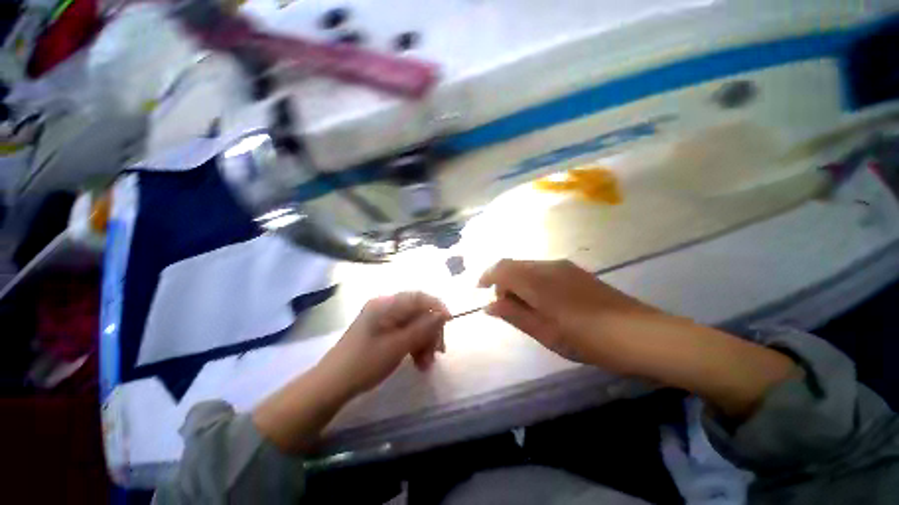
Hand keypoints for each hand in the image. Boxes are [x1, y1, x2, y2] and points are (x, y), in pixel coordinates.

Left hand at [254, 292, 448, 452]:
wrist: (335, 381)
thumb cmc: (366, 362)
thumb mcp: (398, 346)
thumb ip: (422, 329)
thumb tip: (443, 313)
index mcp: (385, 305)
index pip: (419, 297)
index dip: (438, 308)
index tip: (450, 327)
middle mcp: (383, 308)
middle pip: (418, 312)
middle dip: (430, 332)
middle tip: (437, 355)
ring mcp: (380, 322)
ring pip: (412, 326)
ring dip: (423, 343)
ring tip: (425, 366)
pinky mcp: (378, 335)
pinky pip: (403, 335)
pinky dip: (413, 347)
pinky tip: (417, 364)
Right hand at [478, 259, 661, 365]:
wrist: (634, 333)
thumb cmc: (587, 339)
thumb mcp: (546, 333)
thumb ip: (516, 316)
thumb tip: (489, 304)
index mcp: (539, 280)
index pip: (503, 267)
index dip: (486, 277)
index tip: (478, 294)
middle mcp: (552, 266)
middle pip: (517, 265)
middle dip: (503, 283)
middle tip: (503, 311)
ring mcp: (570, 269)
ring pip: (534, 269)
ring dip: (521, 285)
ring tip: (525, 313)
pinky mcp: (582, 276)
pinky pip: (549, 273)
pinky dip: (538, 285)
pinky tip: (547, 307)